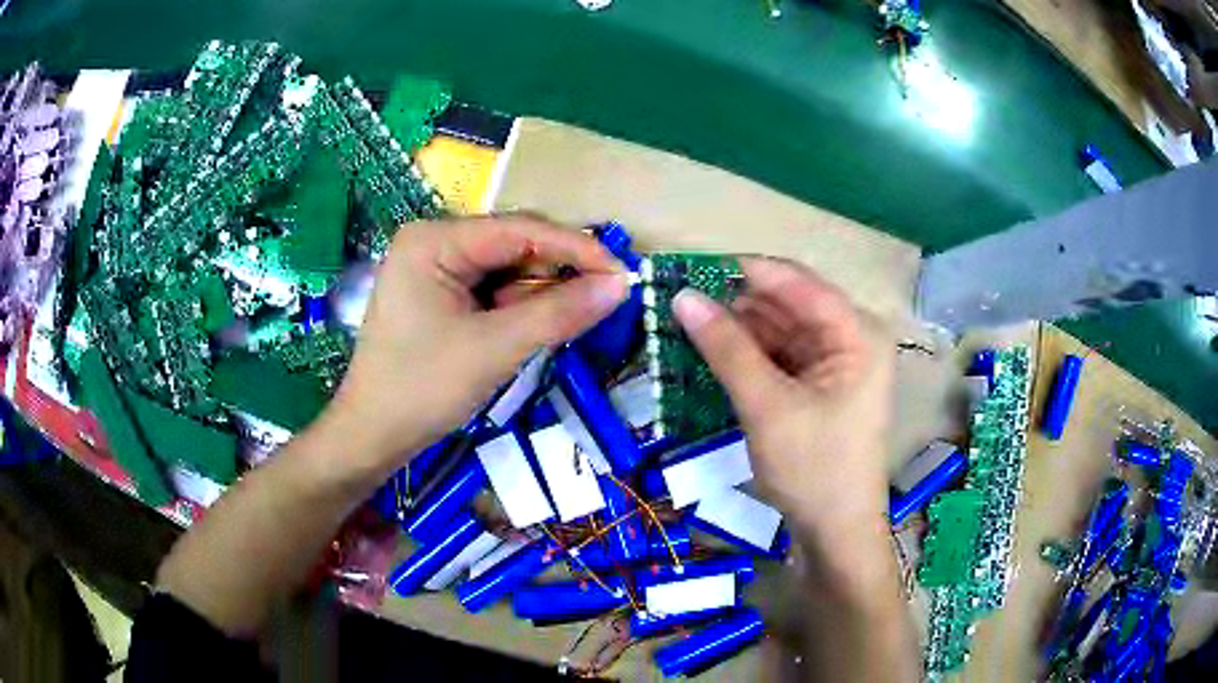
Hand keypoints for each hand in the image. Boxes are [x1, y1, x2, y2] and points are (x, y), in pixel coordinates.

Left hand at [330, 215, 628, 468]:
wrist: (372, 436)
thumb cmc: (422, 389)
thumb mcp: (494, 349)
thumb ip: (558, 312)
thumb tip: (621, 285)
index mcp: (435, 240)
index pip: (520, 229)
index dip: (576, 248)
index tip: (623, 274)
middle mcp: (434, 242)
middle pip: (515, 245)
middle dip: (557, 274)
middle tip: (603, 301)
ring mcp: (435, 268)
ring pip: (508, 269)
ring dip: (539, 295)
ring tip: (566, 322)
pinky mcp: (440, 294)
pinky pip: (492, 290)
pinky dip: (519, 308)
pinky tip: (532, 328)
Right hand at [673, 257, 893, 538]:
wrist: (835, 534)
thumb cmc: (814, 468)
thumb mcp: (766, 406)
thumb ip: (726, 348)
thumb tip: (682, 296)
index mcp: (858, 332)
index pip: (797, 283)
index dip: (745, 271)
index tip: (692, 268)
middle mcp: (853, 338)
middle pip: (790, 305)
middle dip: (739, 303)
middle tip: (682, 302)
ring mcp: (838, 363)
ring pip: (782, 330)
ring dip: (741, 330)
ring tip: (690, 326)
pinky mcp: (822, 386)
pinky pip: (783, 356)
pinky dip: (751, 355)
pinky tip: (716, 354)